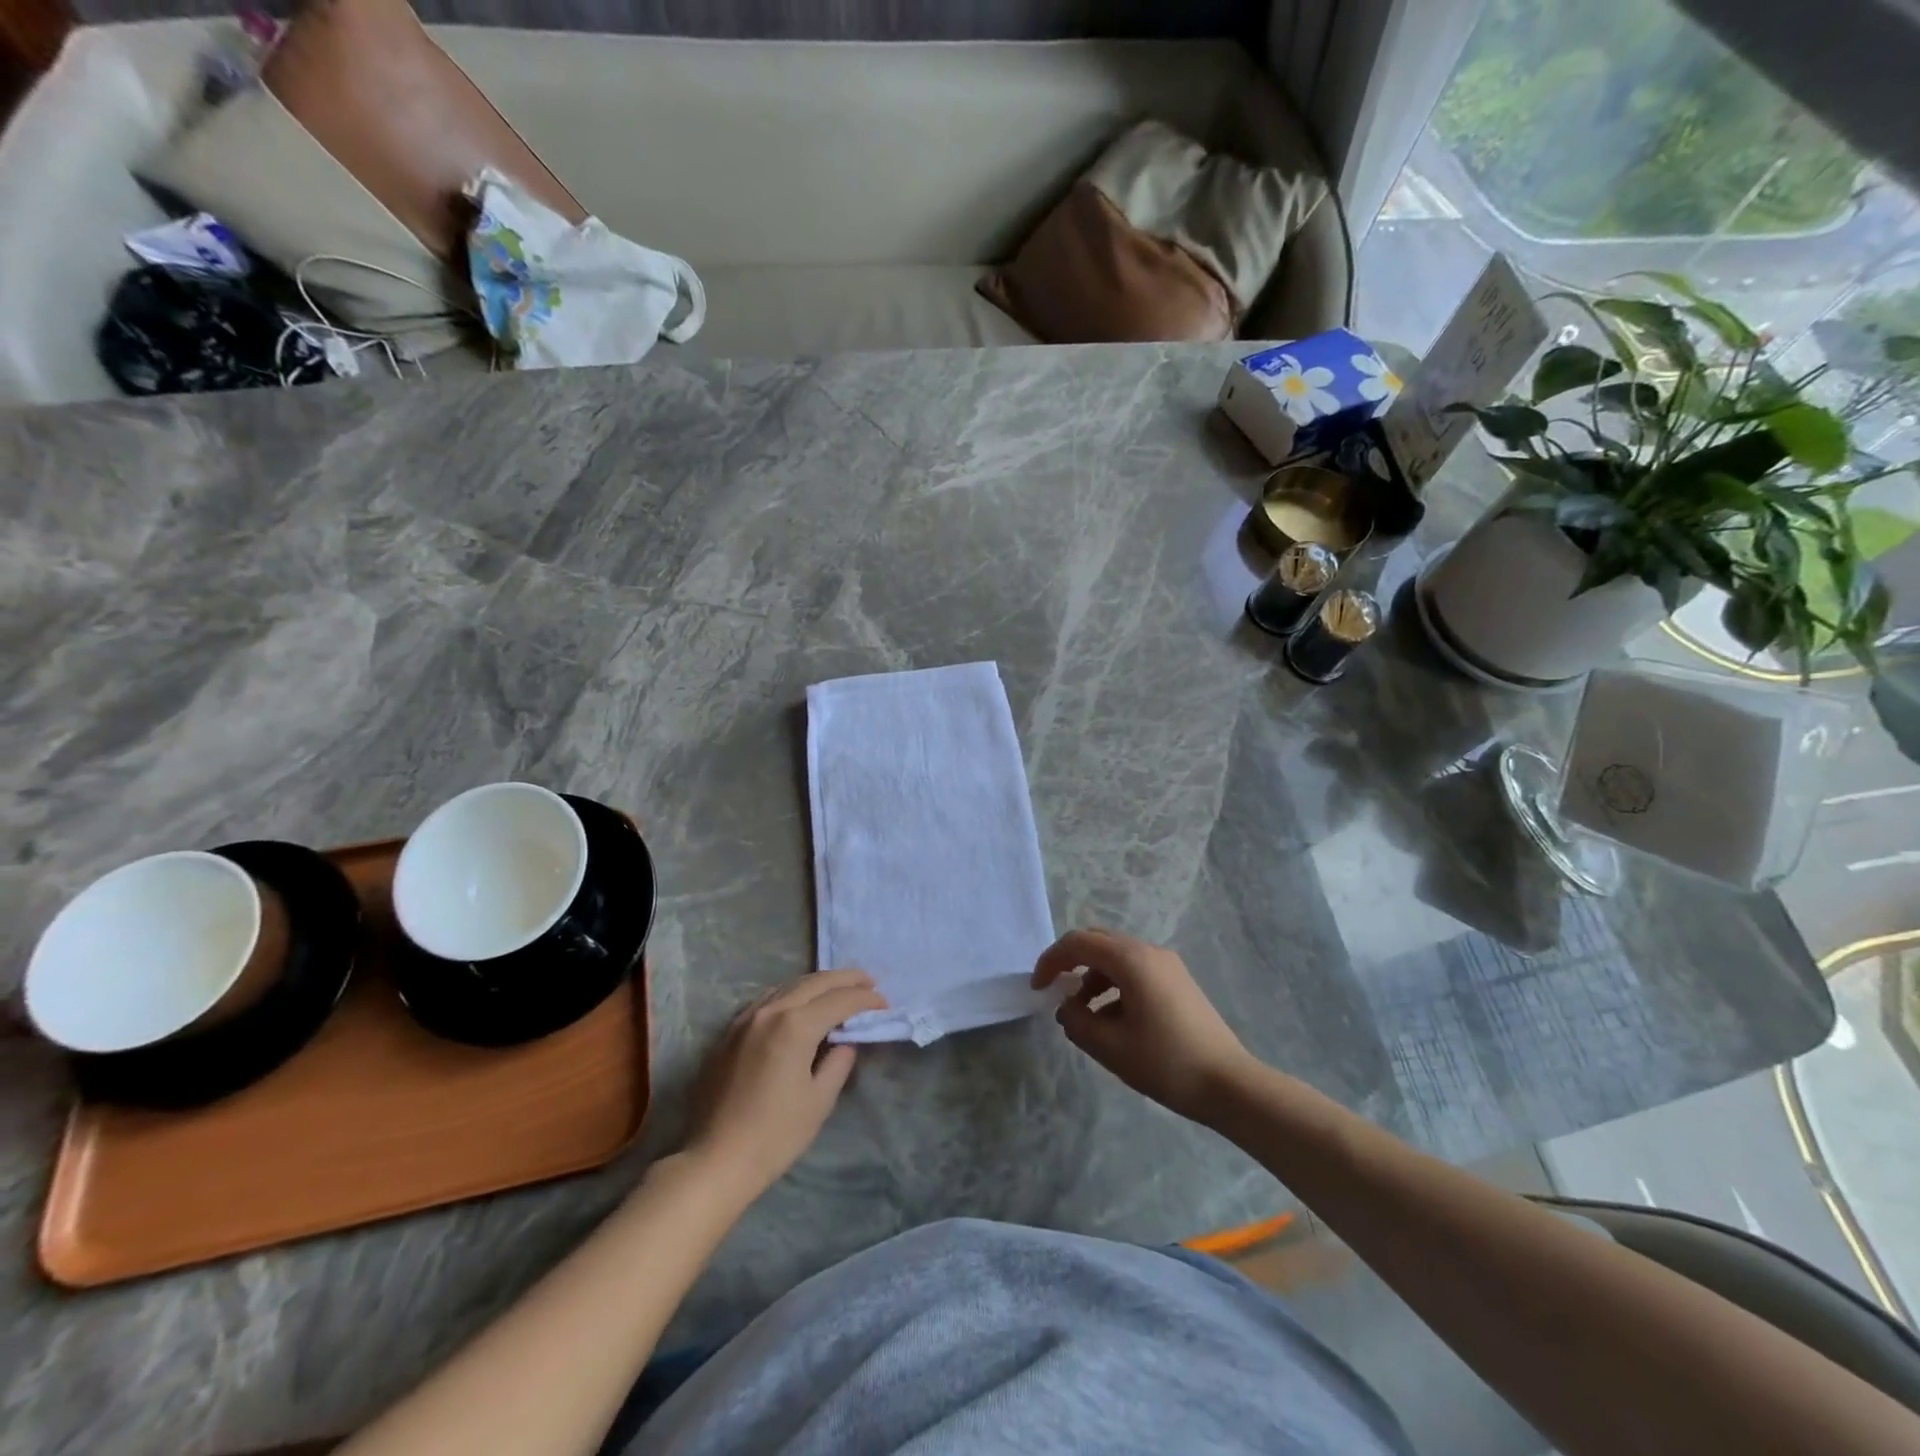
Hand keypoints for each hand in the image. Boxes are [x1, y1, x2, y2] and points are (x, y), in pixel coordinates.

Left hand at [682, 970, 886, 1198]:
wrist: (715, 1160)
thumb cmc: (774, 1135)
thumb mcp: (819, 1100)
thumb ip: (838, 1063)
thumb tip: (844, 1043)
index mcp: (795, 1026)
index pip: (839, 1000)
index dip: (866, 999)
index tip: (884, 1004)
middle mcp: (770, 1011)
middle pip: (815, 982)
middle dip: (845, 979)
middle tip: (869, 983)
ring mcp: (746, 1018)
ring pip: (789, 985)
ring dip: (818, 983)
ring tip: (839, 989)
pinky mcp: (730, 1031)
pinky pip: (769, 999)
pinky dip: (792, 994)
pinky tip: (800, 1004)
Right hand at [1032, 928, 1256, 1123]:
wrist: (1230, 1084)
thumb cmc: (1166, 1063)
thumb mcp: (1110, 1047)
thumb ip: (1077, 1022)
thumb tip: (1066, 1007)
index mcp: (1131, 960)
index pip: (1078, 944)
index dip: (1051, 961)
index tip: (1037, 988)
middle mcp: (1149, 952)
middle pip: (1098, 942)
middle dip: (1071, 963)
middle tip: (1054, 991)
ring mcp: (1167, 965)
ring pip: (1117, 957)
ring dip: (1093, 977)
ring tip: (1083, 1016)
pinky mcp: (1178, 981)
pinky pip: (1135, 970)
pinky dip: (1114, 985)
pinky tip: (1112, 1021)